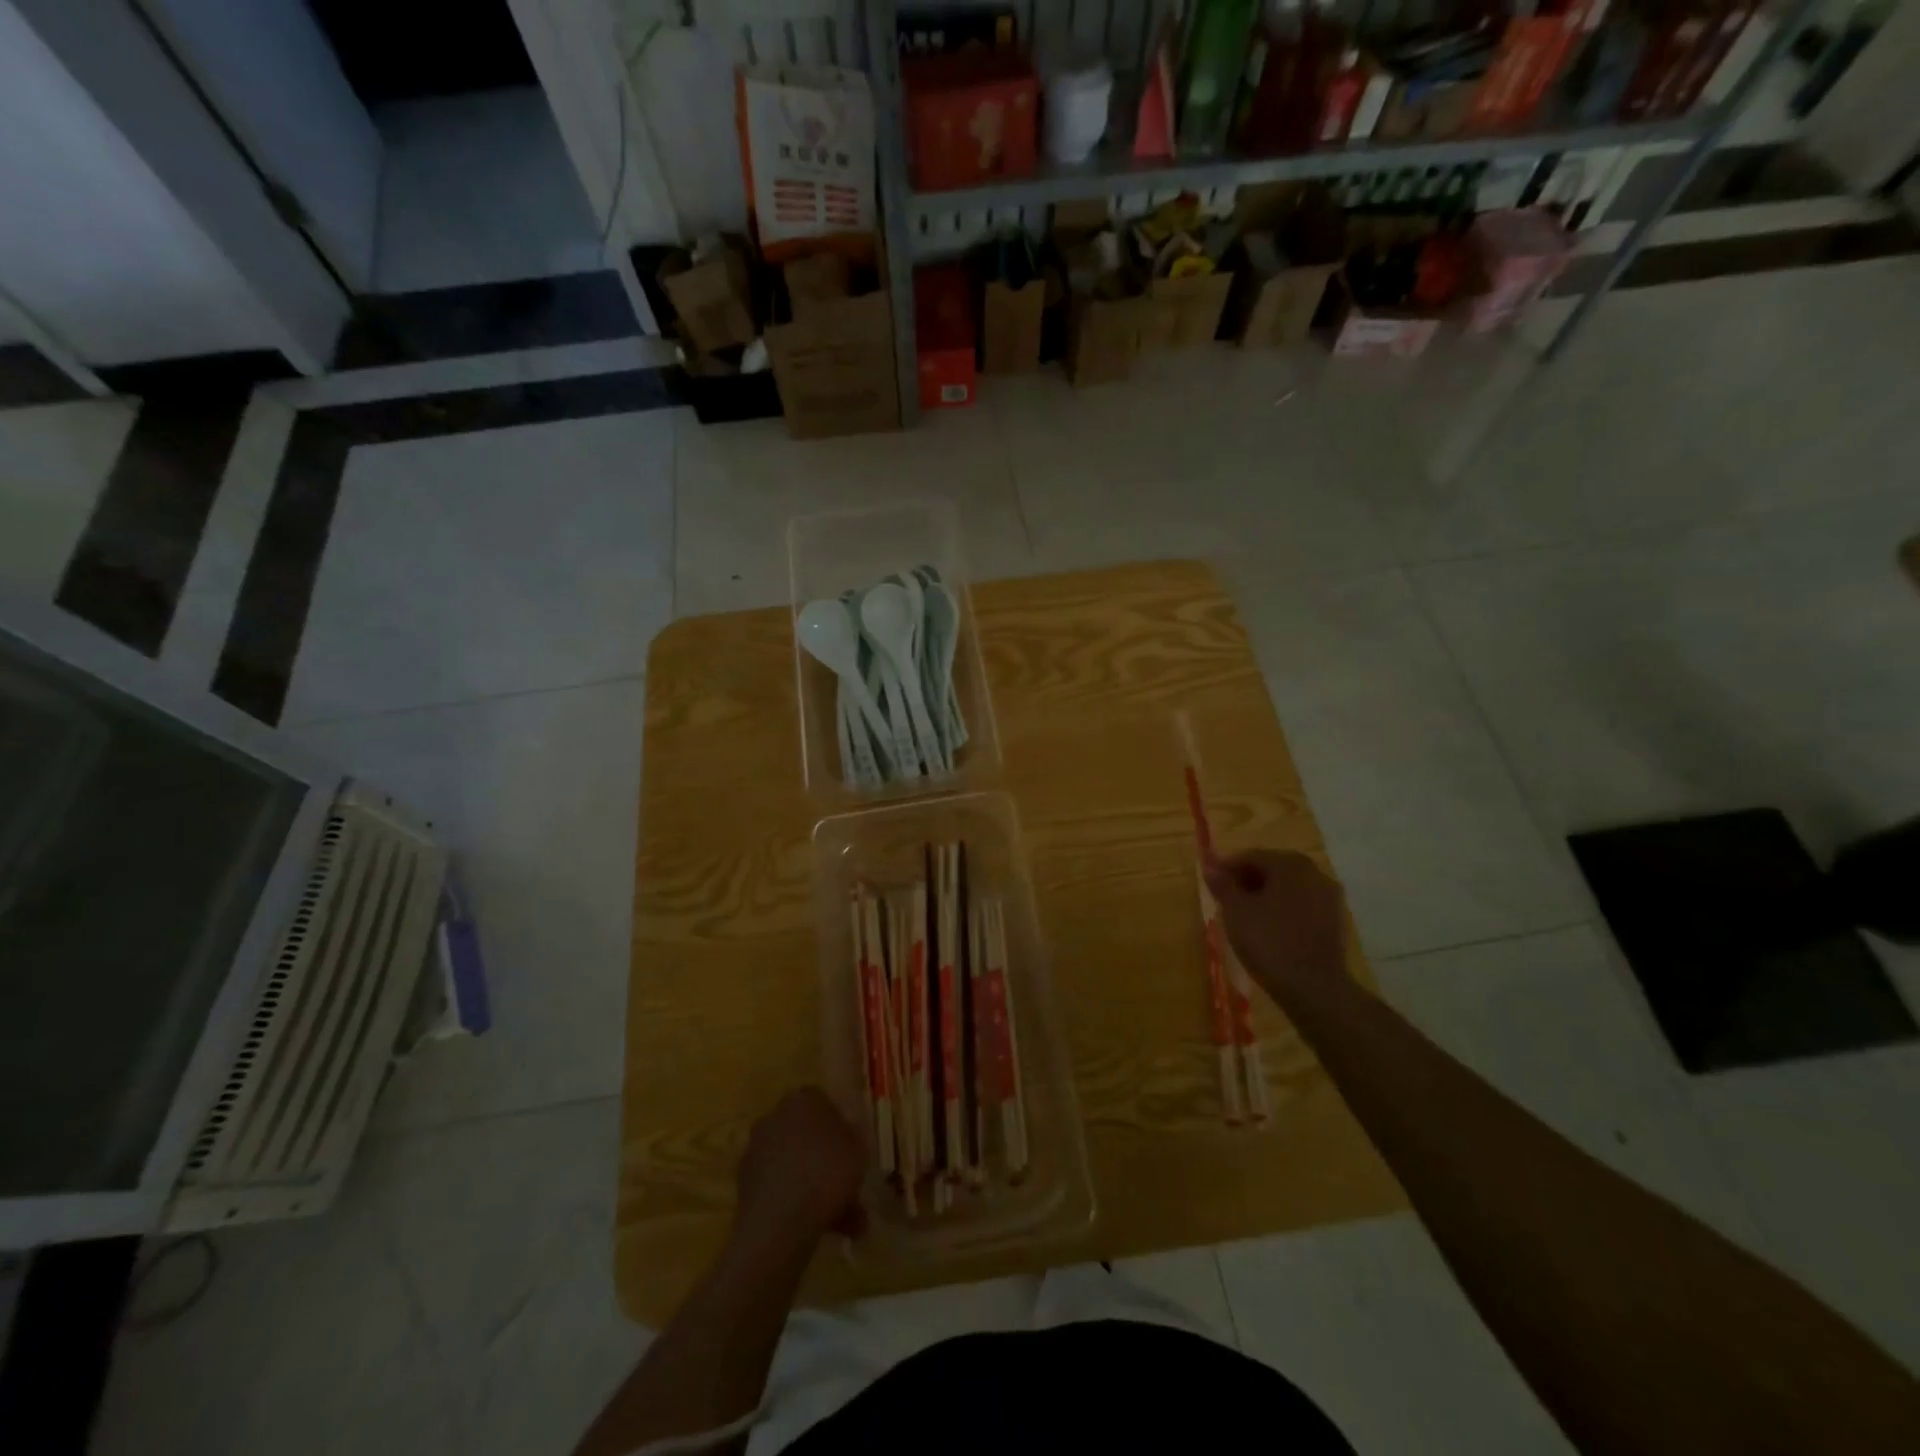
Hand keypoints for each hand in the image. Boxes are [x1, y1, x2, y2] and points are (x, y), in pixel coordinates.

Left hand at [732, 1088, 867, 1263]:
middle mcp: (774, 1116)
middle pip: (806, 1135)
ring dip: (816, 1188)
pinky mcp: (745, 1183)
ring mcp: (756, 1150)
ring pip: (795, 1166)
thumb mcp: (858, 1150)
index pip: (823, 1102)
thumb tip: (844, 1138)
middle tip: (848, 1186)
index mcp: (802, 1099)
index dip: (840, 1126)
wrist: (778, 1224)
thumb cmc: (826, 1174)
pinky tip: (820, 1229)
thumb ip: (853, 1138)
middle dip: (827, 1161)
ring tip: (843, 1222)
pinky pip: (780, 1187)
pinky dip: (797, 1203)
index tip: (852, 1149)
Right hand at [1204, 850, 1348, 1008]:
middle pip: (1272, 869)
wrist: (1314, 988)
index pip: (1250, 856)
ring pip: (1288, 887)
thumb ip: (1223, 884)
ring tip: (1244, 915)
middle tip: (1225, 898)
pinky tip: (1269, 928)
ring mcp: (1329, 897)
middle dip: (1247, 880)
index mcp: (1289, 864)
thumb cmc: (1269, 942)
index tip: (1210, 881)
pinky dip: (1283, 909)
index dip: (1226, 867)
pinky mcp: (1336, 921)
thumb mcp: (1236, 911)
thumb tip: (1209, 865)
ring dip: (1265, 895)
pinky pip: (1302, 905)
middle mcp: (1314, 872)